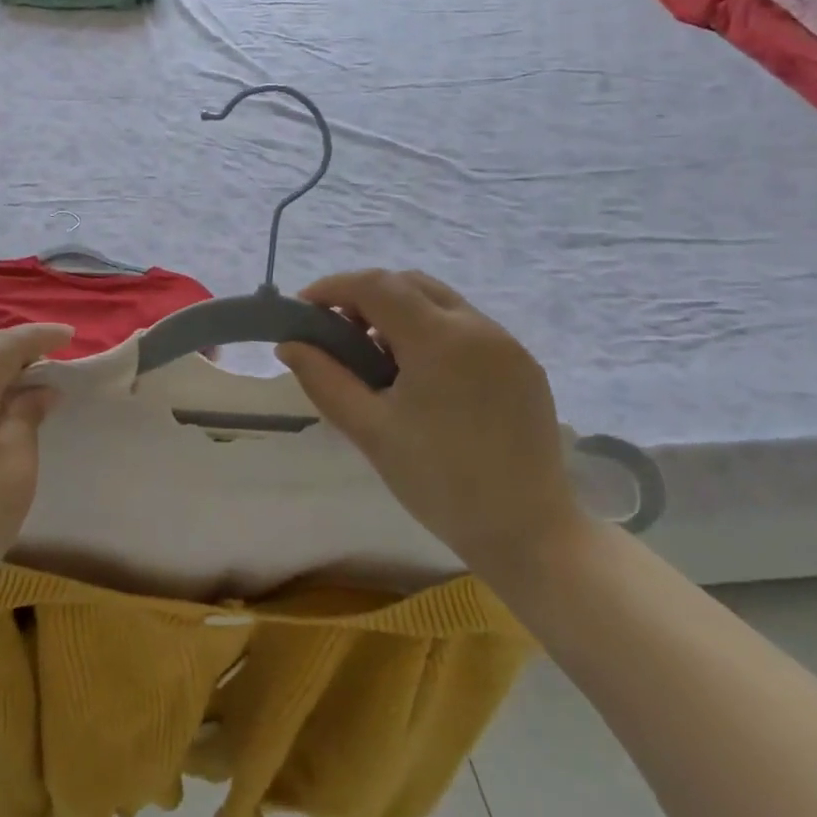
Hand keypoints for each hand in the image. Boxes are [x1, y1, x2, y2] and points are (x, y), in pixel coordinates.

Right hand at [277, 270, 582, 575]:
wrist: (527, 532)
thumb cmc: (438, 482)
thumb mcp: (370, 430)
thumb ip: (324, 379)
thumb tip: (289, 345)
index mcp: (441, 340)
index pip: (377, 286)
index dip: (334, 288)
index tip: (303, 307)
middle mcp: (479, 327)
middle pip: (410, 284)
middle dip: (365, 295)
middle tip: (335, 330)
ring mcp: (508, 344)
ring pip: (440, 302)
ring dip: (399, 312)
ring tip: (373, 353)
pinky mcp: (523, 365)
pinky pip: (467, 327)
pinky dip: (431, 330)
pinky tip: (417, 373)